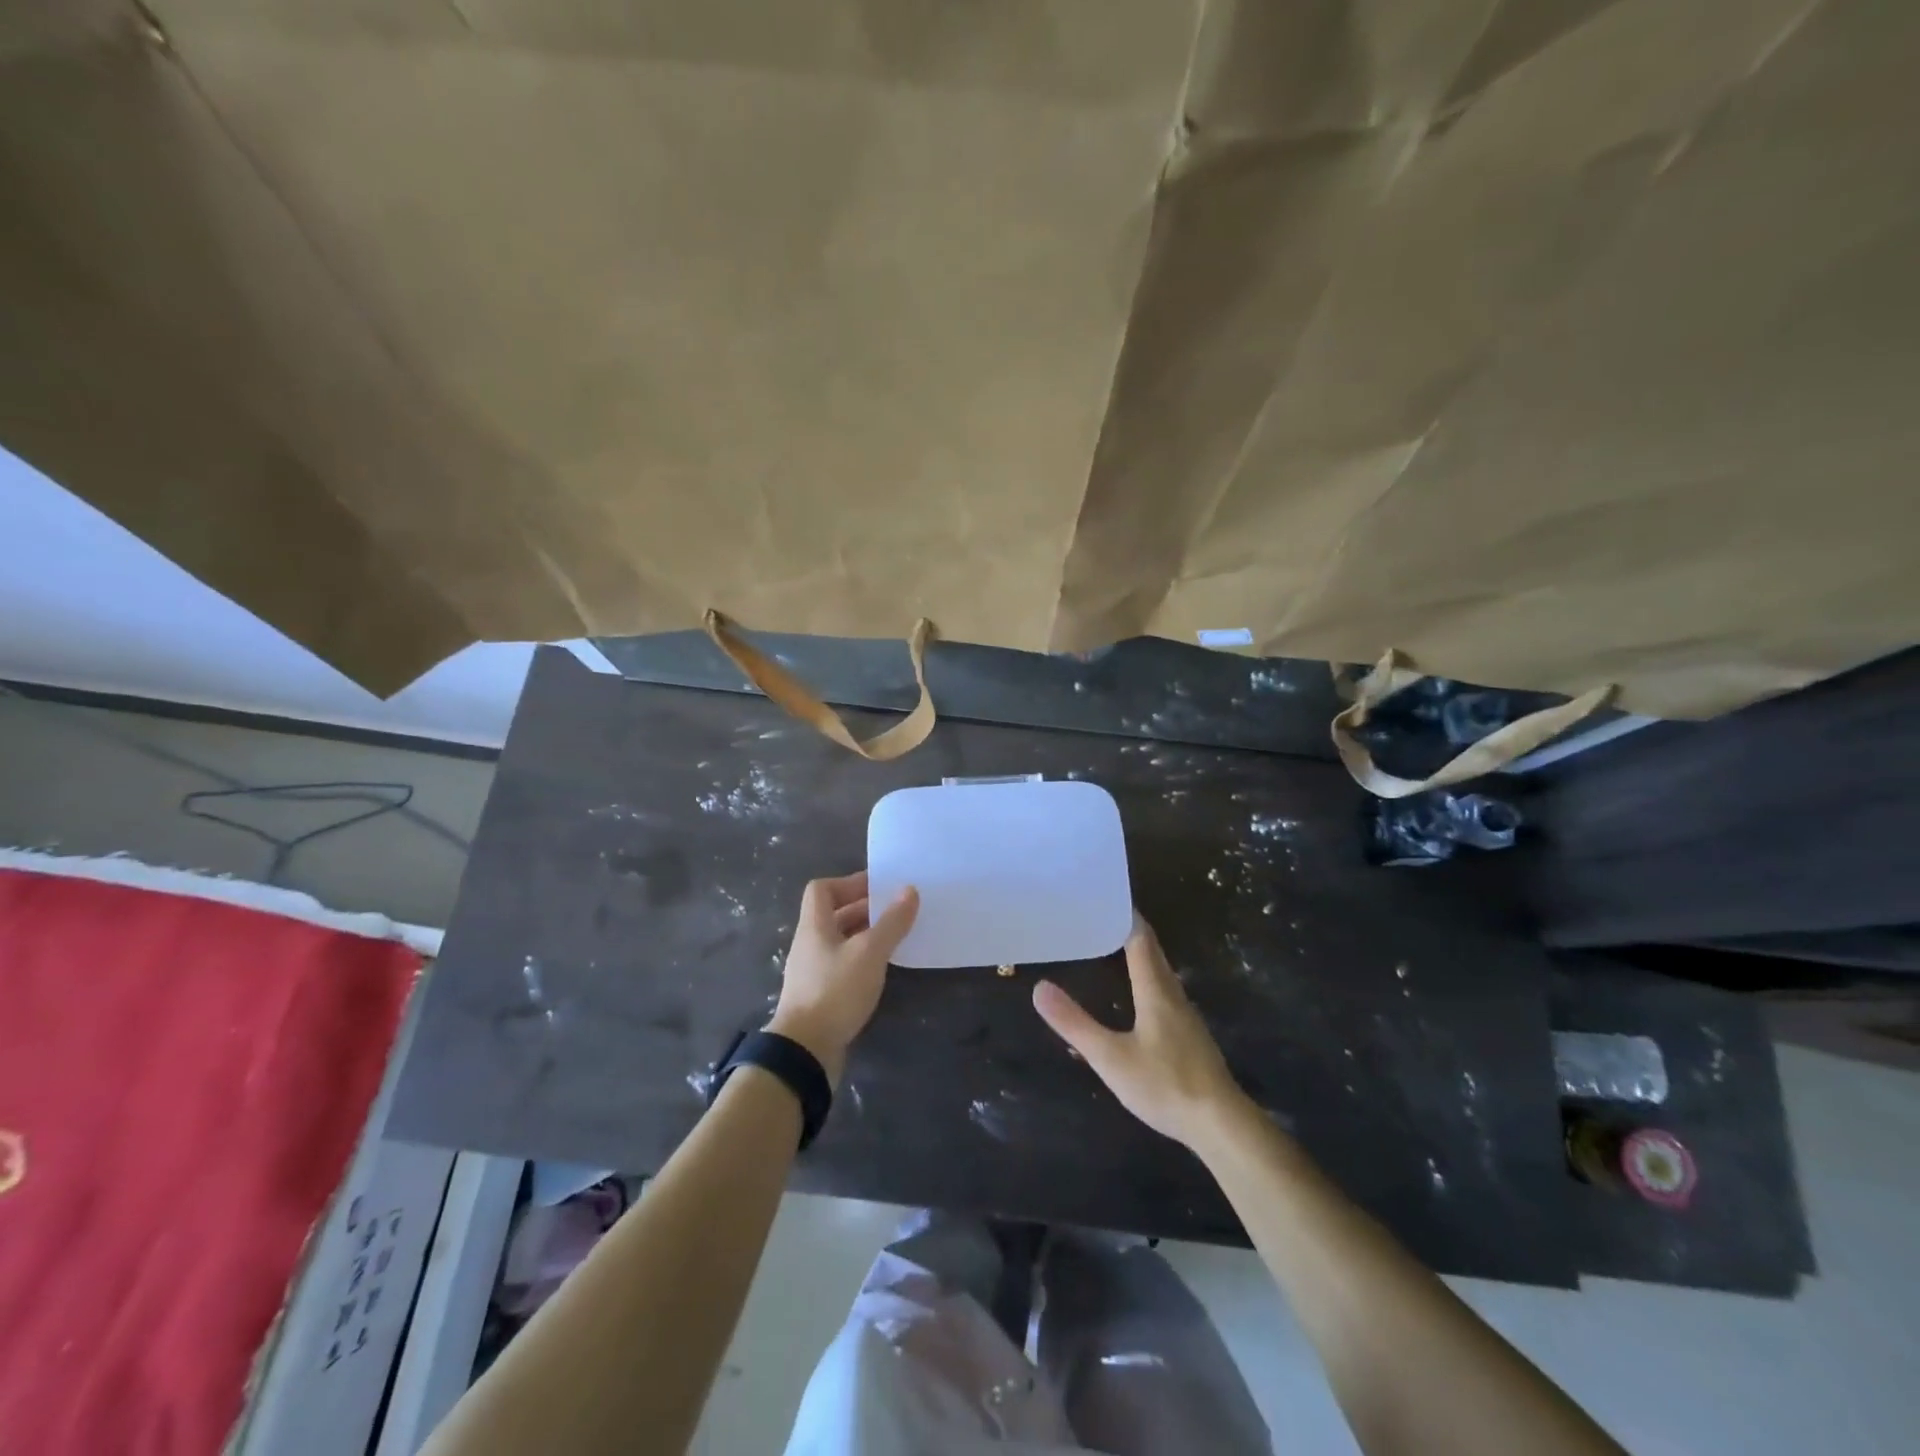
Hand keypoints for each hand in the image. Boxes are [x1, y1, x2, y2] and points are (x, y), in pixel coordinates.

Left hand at [766, 872, 917, 1084]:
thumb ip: (891, 922)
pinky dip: (862, 960)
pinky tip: (881, 969)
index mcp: (814, 926)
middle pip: (833, 914)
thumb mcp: (869, 953)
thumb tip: (909, 890)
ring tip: (895, 937)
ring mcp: (812, 971)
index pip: (822, 889)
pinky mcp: (819, 995)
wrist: (804, 1051)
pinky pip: (842, 965)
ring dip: (865, 935)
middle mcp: (809, 944)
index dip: (849, 882)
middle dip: (864, 908)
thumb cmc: (835, 991)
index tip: (878, 887)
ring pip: (840, 941)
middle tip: (896, 910)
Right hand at [1033, 915, 1250, 1148]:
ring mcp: (1185, 1014)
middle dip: (1126, 930)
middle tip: (1096, 917)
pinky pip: (1163, 990)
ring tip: (1108, 948)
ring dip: (1137, 954)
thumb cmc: (1164, 1084)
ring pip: (1159, 971)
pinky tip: (1133, 995)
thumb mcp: (1110, 1057)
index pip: (1140, 937)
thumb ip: (1074, 1023)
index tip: (1101, 896)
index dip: (1123, 914)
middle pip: (1151, 950)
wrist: (1220, 1124)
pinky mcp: (1189, 1034)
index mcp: (1155, 989)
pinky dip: (1144, 977)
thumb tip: (1039, 987)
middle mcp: (1173, 993)